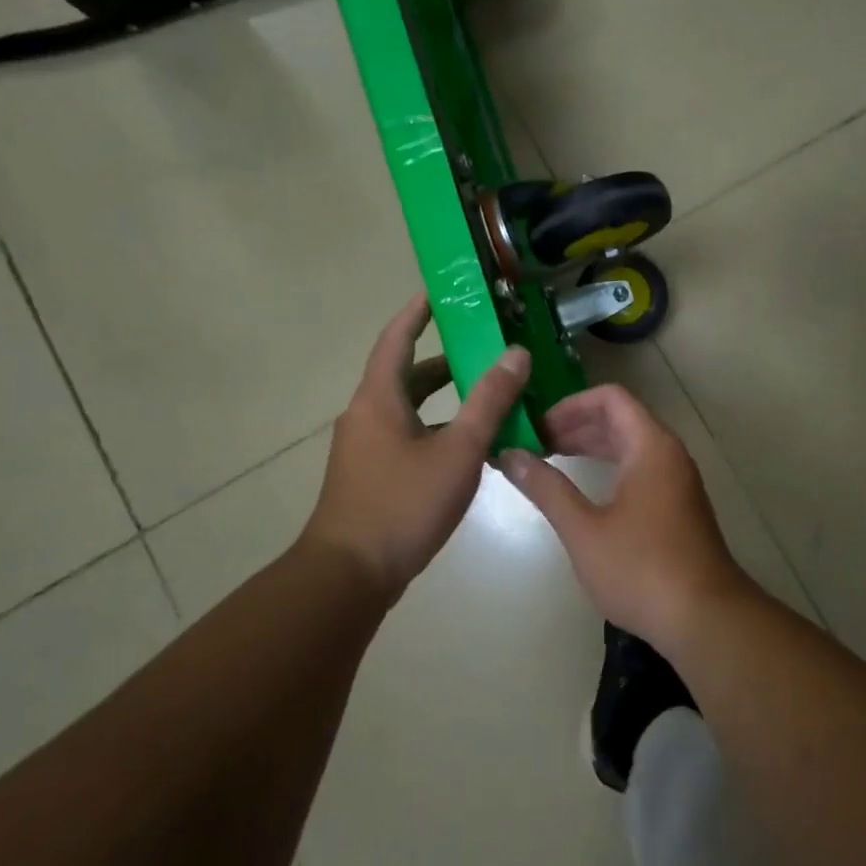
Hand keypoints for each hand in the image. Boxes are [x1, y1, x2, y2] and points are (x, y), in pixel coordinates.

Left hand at [304, 294, 530, 601]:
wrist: (350, 575)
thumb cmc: (403, 504)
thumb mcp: (458, 450)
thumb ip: (489, 401)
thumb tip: (515, 353)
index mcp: (379, 398)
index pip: (397, 337)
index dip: (418, 310)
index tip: (442, 290)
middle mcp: (367, 415)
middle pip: (407, 374)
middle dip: (445, 359)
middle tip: (486, 347)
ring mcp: (366, 447)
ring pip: (410, 408)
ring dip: (445, 398)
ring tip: (489, 395)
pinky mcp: (372, 474)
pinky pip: (408, 435)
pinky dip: (438, 429)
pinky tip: (471, 447)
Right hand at [498, 383, 752, 651]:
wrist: (705, 619)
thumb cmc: (641, 569)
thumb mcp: (584, 529)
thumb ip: (546, 488)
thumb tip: (510, 456)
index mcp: (650, 446)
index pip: (610, 398)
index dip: (570, 405)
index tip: (537, 426)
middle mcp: (668, 454)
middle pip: (620, 419)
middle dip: (576, 426)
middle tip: (535, 444)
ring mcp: (677, 480)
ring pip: (630, 445)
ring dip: (592, 447)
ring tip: (551, 460)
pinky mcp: (679, 506)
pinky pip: (640, 468)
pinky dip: (610, 467)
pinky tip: (585, 491)